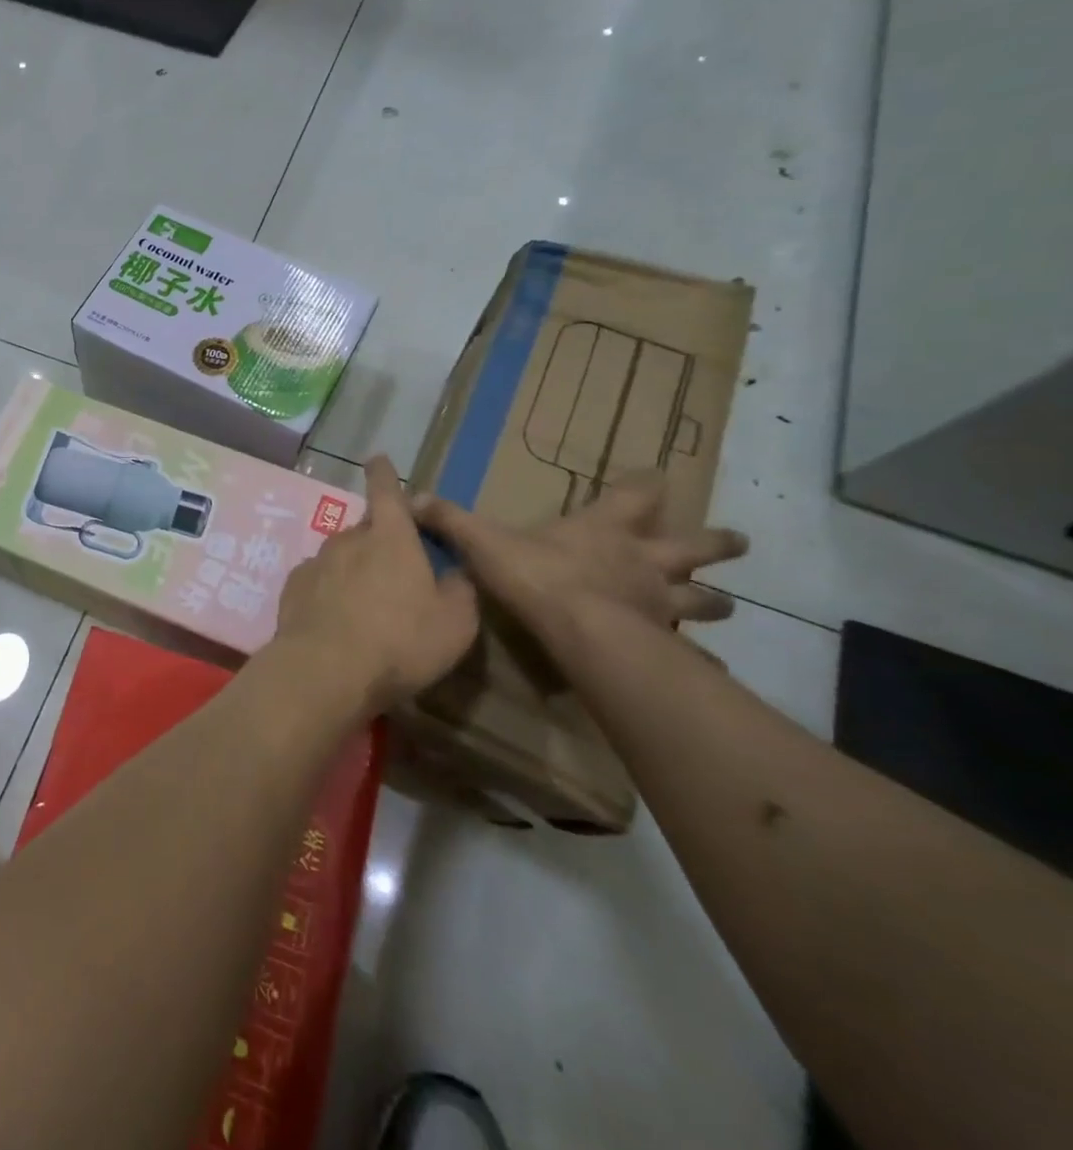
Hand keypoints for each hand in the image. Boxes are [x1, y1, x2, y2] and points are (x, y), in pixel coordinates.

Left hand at [273, 456, 480, 715]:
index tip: (376, 458)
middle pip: (366, 530)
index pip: (388, 493)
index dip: (385, 475)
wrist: (325, 670)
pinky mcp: (293, 587)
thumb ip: (459, 591)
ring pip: (340, 556)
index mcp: (391, 538)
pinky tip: (335, 621)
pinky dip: (328, 592)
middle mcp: (349, 540)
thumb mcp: (455, 623)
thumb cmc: (400, 642)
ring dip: (353, 571)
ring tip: (365, 607)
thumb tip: (454, 574)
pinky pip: (317, 581)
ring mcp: (316, 562)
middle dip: (379, 542)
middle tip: (393, 574)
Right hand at [412, 475, 746, 641]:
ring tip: (727, 607)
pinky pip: (689, 652)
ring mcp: (659, 602)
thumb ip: (452, 519)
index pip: (637, 494)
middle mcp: (644, 560)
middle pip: (693, 546)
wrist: (580, 629)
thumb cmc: (538, 575)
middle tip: (738, 543)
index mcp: (605, 529)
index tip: (656, 478)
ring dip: (714, 602)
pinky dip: (698, 660)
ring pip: (701, 600)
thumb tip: (412, 495)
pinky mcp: (662, 640)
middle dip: (715, 543)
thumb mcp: (485, 541)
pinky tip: (709, 671)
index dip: (645, 485)